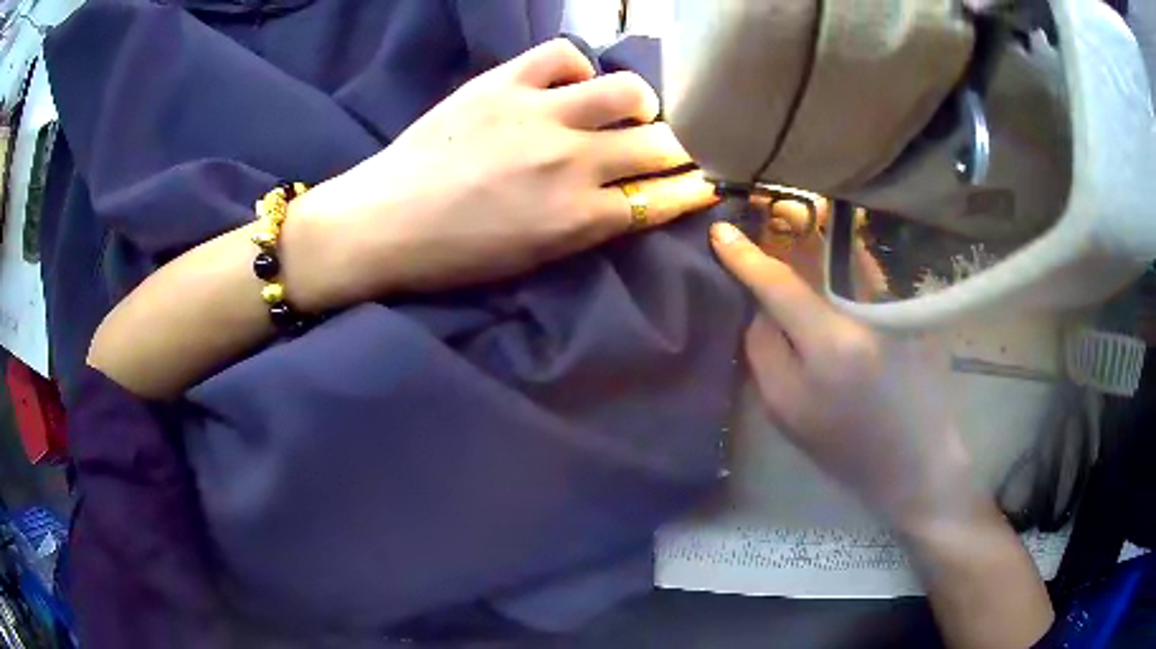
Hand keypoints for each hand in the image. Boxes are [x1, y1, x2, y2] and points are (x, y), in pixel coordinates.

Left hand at [285, 39, 715, 309]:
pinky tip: (566, 83)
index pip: (664, 198)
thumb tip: (631, 195)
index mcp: (580, 218)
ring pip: (627, 90)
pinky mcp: (503, 82)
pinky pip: (564, 56)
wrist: (382, 222)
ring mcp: (538, 114)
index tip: (704, 181)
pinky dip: (575, 68)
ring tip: (623, 107)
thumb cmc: (455, 255)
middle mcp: (572, 161)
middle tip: (662, 148)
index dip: (693, 189)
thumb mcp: (534, 257)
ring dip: (638, 102)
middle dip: (675, 148)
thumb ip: (590, 225)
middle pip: (659, 143)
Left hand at [710, 214, 975, 530]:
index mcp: (831, 352)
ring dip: (774, 326)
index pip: (776, 291)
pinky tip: (809, 352)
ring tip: (806, 315)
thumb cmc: (925, 403)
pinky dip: (780, 354)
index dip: (746, 256)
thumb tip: (842, 257)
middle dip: (771, 297)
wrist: (917, 483)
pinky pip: (769, 378)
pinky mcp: (786, 433)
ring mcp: (783, 415)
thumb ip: (868, 294)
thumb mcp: (904, 336)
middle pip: (759, 325)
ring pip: (759, 353)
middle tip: (801, 281)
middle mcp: (792, 385)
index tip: (718, 231)